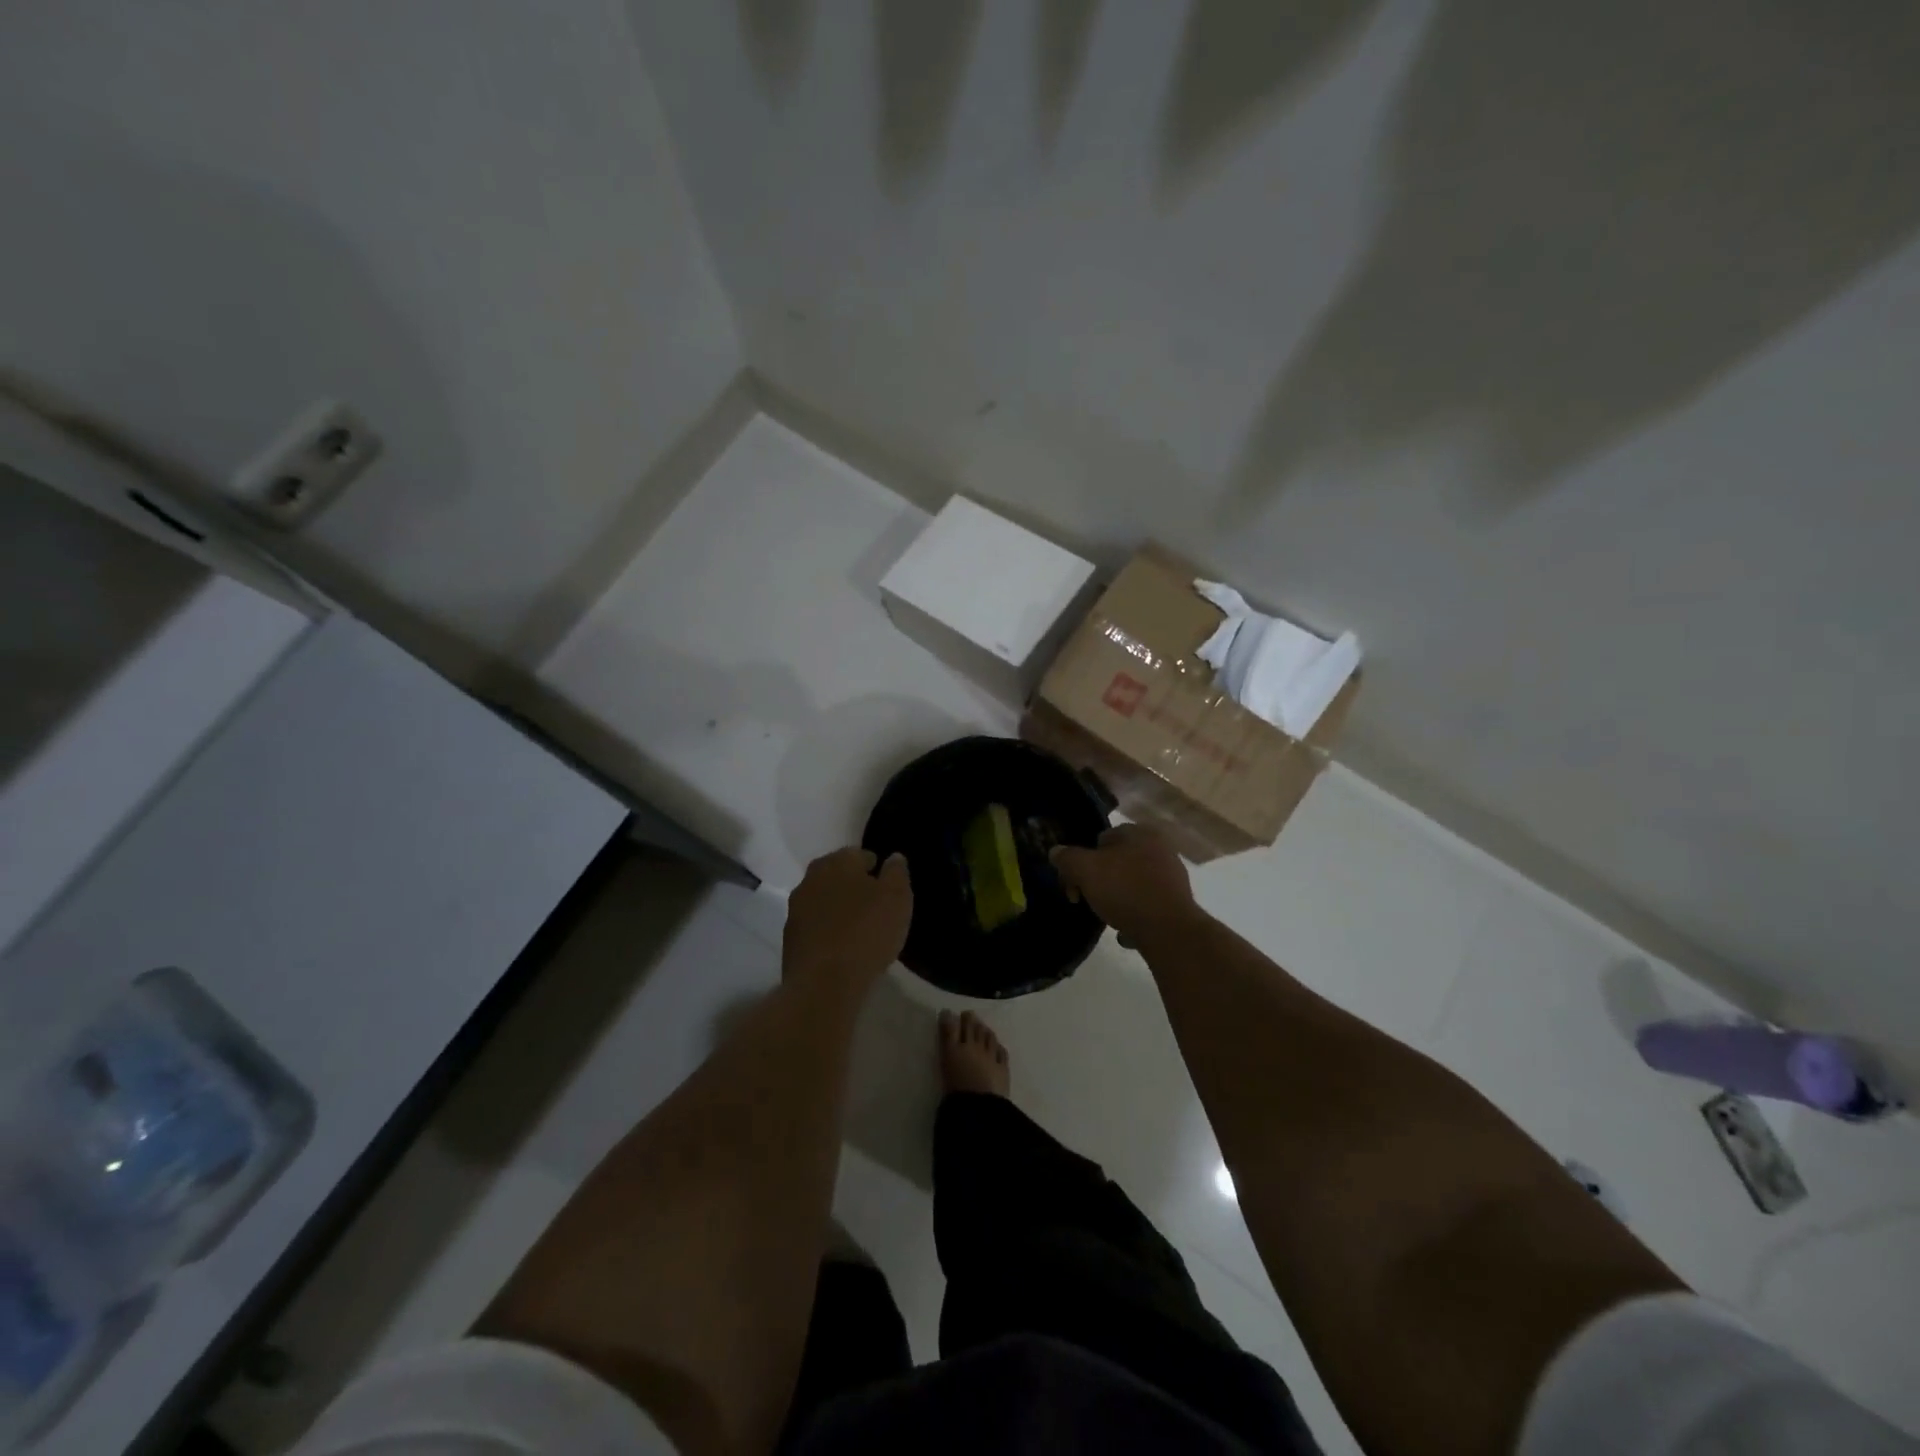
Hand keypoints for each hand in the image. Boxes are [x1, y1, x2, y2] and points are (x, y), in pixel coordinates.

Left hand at [783, 848, 912, 995]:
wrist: (824, 983)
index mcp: (837, 862)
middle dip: (854, 886)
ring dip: (838, 909)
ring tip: (859, 929)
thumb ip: (897, 873)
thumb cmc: (867, 932)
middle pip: (837, 876)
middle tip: (874, 906)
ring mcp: (795, 909)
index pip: (859, 854)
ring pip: (823, 900)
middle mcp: (811, 878)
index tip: (888, 887)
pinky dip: (827, 930)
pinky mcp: (789, 938)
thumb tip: (894, 857)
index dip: (876, 868)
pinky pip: (814, 926)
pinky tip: (841, 947)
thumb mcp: (897, 898)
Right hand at [1050, 824, 1200, 943]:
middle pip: (1117, 862)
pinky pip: (1148, 905)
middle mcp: (1160, 848)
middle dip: (1100, 881)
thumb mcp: (1085, 870)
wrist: (1169, 930)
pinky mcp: (1179, 901)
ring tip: (1108, 918)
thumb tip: (1055, 851)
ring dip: (1118, 899)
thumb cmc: (1125, 890)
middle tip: (1089, 900)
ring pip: (1132, 884)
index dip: (1083, 861)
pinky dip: (1136, 915)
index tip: (1075, 884)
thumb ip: (1067, 858)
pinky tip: (1128, 932)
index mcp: (1139, 832)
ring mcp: (1172, 875)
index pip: (1102, 839)